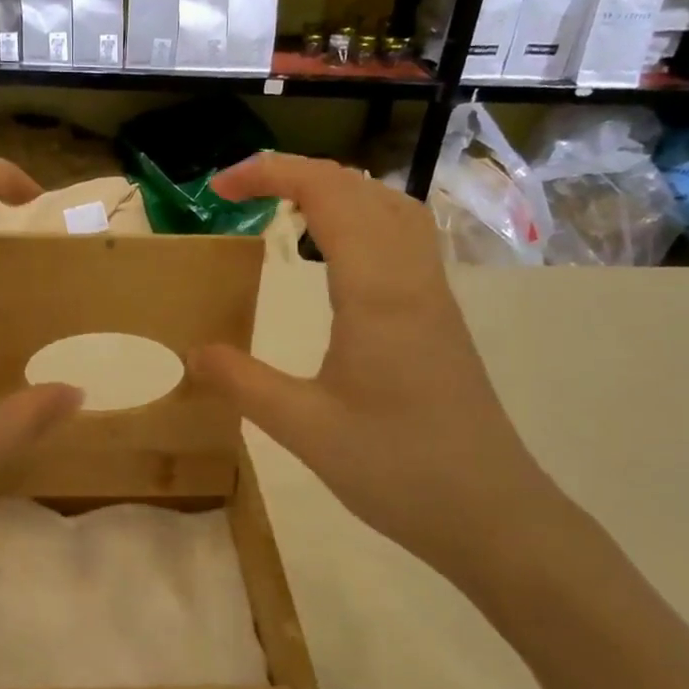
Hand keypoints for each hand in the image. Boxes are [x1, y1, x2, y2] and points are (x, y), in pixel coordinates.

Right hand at [188, 153, 568, 593]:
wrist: (494, 515)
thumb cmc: (399, 470)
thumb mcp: (305, 430)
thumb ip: (244, 384)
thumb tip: (194, 352)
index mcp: (377, 293)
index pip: (327, 194)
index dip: (271, 173)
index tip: (220, 187)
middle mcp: (411, 279)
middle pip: (361, 188)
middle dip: (296, 173)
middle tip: (241, 193)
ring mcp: (434, 296)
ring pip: (391, 208)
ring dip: (336, 191)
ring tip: (286, 209)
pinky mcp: (440, 318)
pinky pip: (404, 239)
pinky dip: (362, 219)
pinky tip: (337, 257)